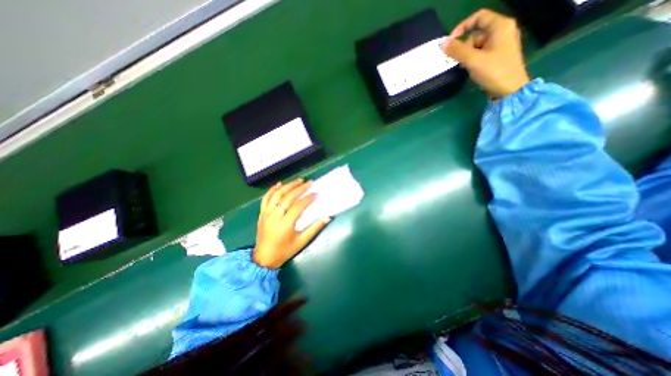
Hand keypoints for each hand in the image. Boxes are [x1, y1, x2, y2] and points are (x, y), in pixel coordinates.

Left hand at [253, 180, 330, 269]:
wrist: (263, 258)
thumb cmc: (284, 251)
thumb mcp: (301, 242)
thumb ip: (314, 228)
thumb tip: (327, 217)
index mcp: (285, 225)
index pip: (298, 207)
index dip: (308, 199)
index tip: (317, 193)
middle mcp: (274, 217)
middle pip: (287, 198)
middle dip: (299, 188)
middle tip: (309, 183)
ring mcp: (266, 214)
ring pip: (276, 195)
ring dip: (288, 186)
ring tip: (298, 180)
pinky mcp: (262, 213)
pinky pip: (265, 198)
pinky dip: (272, 190)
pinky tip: (279, 184)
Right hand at [441, 9, 528, 98]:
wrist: (509, 89)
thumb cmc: (493, 71)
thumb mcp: (473, 60)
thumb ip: (457, 51)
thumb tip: (442, 44)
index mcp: (500, 26)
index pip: (479, 17)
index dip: (462, 27)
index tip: (450, 42)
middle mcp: (502, 31)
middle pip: (476, 33)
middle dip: (464, 46)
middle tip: (459, 61)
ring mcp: (501, 43)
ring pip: (477, 44)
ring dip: (467, 55)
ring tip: (465, 67)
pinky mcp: (498, 55)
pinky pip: (481, 52)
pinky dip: (473, 59)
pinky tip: (470, 68)